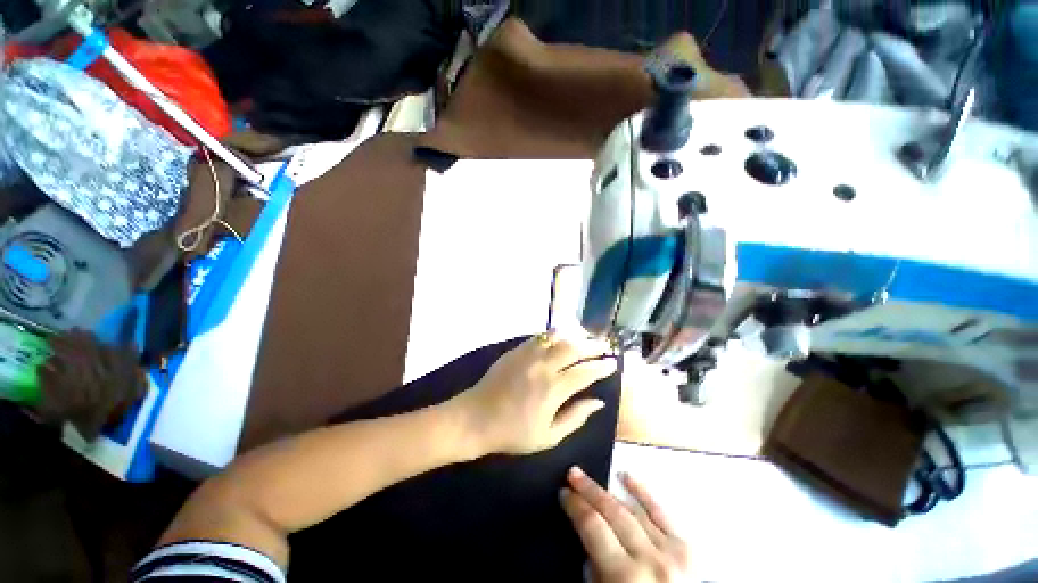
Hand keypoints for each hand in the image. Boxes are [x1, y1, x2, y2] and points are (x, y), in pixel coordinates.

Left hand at [451, 333, 616, 456]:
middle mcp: (543, 366)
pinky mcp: (516, 351)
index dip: (602, 366)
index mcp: (553, 389)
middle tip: (604, 346)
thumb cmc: (513, 433)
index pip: (585, 372)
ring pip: (557, 337)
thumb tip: (598, 402)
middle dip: (592, 345)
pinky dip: (553, 336)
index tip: (613, 363)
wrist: (476, 418)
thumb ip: (576, 417)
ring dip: (574, 337)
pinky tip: (559, 338)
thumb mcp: (548, 436)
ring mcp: (528, 355)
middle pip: (574, 348)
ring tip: (585, 339)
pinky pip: (538, 337)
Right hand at [561, 467, 690, 582]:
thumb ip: (595, 573)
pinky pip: (661, 512)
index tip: (564, 493)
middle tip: (572, 474)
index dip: (575, 506)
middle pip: (611, 512)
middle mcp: (649, 559)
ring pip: (632, 509)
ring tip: (589, 476)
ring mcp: (671, 551)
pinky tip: (627, 477)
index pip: (593, 527)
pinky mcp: (687, 549)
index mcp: (624, 577)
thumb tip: (587, 545)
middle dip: (588, 490)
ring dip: (608, 490)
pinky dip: (642, 492)